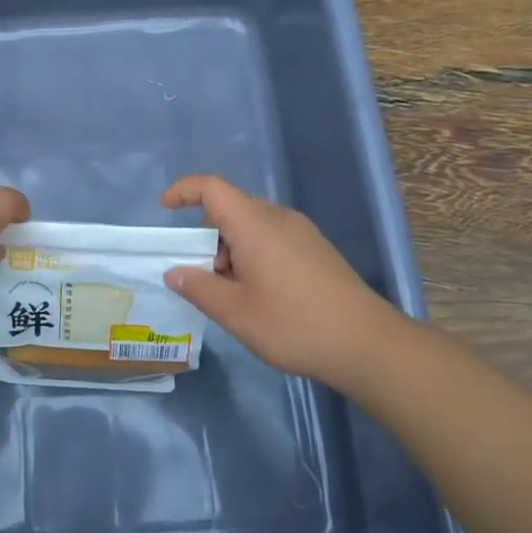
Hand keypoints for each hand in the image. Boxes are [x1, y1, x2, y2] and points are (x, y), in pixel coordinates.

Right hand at [161, 174, 409, 386]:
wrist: (367, 344)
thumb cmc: (293, 324)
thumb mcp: (234, 312)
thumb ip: (198, 288)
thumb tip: (174, 272)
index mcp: (254, 224)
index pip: (211, 188)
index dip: (183, 190)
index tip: (164, 209)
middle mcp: (278, 218)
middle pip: (230, 210)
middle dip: (206, 238)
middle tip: (202, 279)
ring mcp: (302, 232)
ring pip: (251, 227)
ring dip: (231, 251)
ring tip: (233, 296)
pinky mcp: (316, 250)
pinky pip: (272, 239)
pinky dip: (253, 256)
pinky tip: (261, 296)